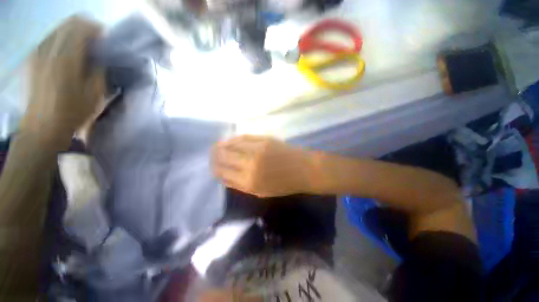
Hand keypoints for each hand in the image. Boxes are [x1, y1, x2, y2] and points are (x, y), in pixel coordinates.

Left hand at [20, 16, 104, 143]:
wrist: (44, 126)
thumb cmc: (74, 112)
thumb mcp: (95, 92)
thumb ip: (99, 69)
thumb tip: (102, 55)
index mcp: (67, 58)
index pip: (82, 28)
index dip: (97, 30)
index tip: (107, 42)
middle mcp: (50, 49)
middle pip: (70, 24)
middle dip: (86, 29)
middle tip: (97, 44)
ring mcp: (39, 53)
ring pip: (59, 29)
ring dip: (74, 34)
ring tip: (84, 49)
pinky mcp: (33, 58)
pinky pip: (50, 38)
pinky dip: (62, 39)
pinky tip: (68, 53)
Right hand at [212, 135, 315, 196]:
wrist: (303, 170)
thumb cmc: (284, 184)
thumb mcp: (261, 192)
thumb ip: (242, 185)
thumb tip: (225, 176)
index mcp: (249, 182)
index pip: (223, 174)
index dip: (216, 170)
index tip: (213, 168)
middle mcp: (249, 165)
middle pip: (224, 158)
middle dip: (215, 157)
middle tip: (212, 155)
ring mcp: (256, 150)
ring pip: (231, 145)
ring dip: (221, 146)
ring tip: (216, 146)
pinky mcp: (263, 140)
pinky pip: (243, 138)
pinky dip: (234, 139)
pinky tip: (230, 140)